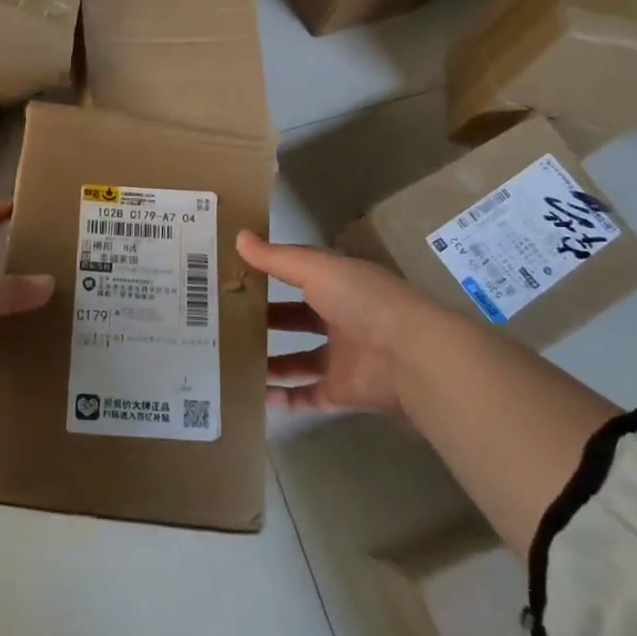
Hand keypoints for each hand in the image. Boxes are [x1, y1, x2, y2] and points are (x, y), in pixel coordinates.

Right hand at [237, 231, 436, 415]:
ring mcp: (343, 358)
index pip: (299, 276)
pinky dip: (285, 398)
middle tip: (225, 320)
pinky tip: (255, 394)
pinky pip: (308, 396)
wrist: (411, 357)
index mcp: (339, 285)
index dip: (270, 273)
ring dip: (270, 361)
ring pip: (299, 360)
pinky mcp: (343, 393)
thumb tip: (237, 236)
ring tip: (231, 359)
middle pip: (296, 319)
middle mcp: (341, 319)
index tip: (235, 274)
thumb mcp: (316, 269)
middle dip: (265, 319)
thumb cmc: (363, 301)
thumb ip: (277, 258)